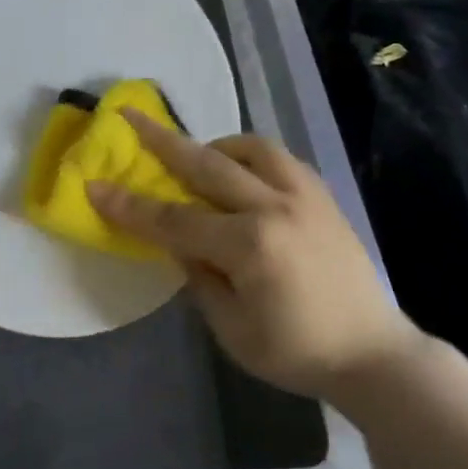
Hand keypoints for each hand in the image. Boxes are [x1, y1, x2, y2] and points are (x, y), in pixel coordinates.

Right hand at [88, 114, 416, 402]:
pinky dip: (250, 156)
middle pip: (206, 164)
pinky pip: (278, 158)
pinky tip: (240, 173)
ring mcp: (304, 195)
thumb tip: (181, 243)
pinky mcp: (322, 195)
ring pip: (250, 147)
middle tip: (130, 116)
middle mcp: (276, 206)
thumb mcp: (233, 329)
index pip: (174, 220)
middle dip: (162, 140)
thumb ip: (199, 278)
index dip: (130, 206)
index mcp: (250, 245)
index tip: (95, 186)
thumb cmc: (297, 351)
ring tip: (196, 158)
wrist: (372, 351)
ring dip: (214, 146)